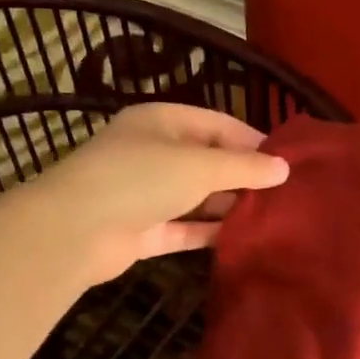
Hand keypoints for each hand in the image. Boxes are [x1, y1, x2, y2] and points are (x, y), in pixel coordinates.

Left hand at [36, 103, 289, 283]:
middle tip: (283, 192)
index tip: (284, 160)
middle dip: (242, 175)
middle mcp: (153, 153)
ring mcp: (146, 194)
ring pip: (197, 197)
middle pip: (207, 161)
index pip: (216, 124)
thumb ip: (244, 167)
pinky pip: (185, 227)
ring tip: (271, 215)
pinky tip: (242, 237)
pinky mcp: (144, 231)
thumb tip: (284, 169)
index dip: (251, 140)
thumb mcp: (199, 166)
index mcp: (161, 122)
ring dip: (228, 206)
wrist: (75, 231)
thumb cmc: (139, 178)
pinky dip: (209, 231)